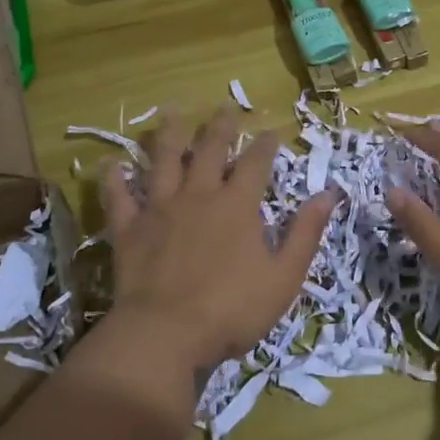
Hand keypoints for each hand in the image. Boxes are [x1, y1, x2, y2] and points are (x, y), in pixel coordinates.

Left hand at [100, 109, 339, 372]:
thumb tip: (328, 193)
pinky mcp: (129, 229)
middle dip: (221, 126)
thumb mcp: (284, 277)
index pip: (256, 163)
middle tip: (226, 106)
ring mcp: (159, 209)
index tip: (271, 130)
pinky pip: (119, 197)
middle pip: (210, 150)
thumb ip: (305, 233)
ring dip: (169, 135)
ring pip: (164, 161)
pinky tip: (111, 164)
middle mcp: (198, 195)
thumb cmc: (232, 309)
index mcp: (237, 206)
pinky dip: (114, 179)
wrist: (166, 334)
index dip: (265, 144)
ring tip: (171, 112)